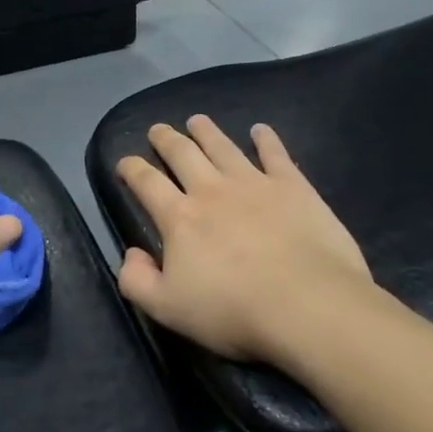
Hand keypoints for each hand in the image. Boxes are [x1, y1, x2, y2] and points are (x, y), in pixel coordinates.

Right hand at [115, 115, 373, 368]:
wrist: (307, 304)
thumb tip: (131, 253)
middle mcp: (212, 190)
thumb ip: (137, 280)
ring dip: (207, 132)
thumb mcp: (168, 309)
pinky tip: (261, 130)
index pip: (147, 182)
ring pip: (223, 147)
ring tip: (197, 120)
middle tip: (158, 129)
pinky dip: (266, 139)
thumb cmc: (234, 311)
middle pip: (183, 154)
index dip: (131, 168)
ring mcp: (254, 183)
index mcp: (180, 218)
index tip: (124, 162)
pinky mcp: (293, 186)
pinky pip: (275, 153)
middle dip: (166, 139)